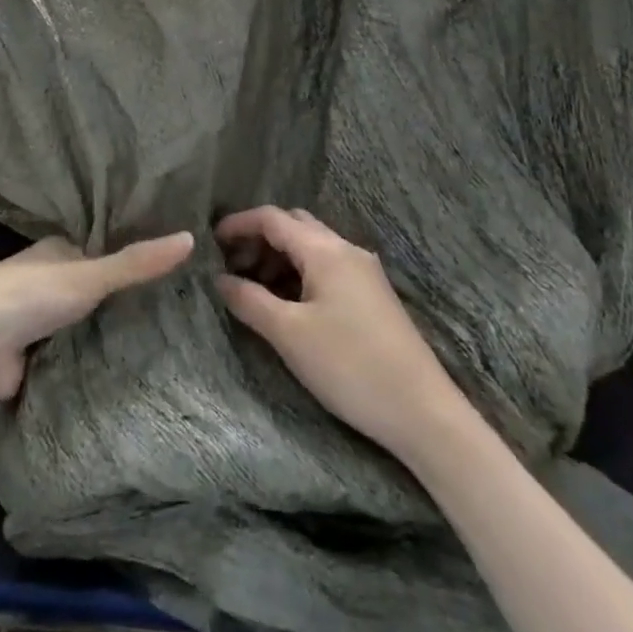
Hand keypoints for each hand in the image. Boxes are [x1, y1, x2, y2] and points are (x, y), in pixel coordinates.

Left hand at [0, 233, 193, 408]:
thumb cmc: (29, 296)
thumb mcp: (88, 275)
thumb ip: (136, 262)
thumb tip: (191, 238)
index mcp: (52, 249)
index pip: (97, 245)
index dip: (128, 252)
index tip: (168, 261)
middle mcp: (42, 278)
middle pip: (89, 283)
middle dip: (119, 292)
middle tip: (174, 301)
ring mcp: (34, 316)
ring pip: (80, 317)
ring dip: (105, 324)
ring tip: (161, 330)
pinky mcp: (32, 352)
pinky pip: (70, 348)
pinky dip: (91, 351)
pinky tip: (126, 360)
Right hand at [216, 206, 462, 455]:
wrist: (422, 413)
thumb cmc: (349, 366)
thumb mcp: (288, 333)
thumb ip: (249, 300)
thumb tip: (220, 279)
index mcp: (326, 250)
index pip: (273, 218)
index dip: (238, 224)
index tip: (210, 242)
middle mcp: (347, 251)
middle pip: (294, 226)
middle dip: (259, 239)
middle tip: (231, 265)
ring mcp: (364, 273)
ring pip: (311, 247)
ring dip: (278, 258)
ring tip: (253, 289)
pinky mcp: (372, 297)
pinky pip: (326, 268)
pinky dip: (298, 274)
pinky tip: (286, 304)